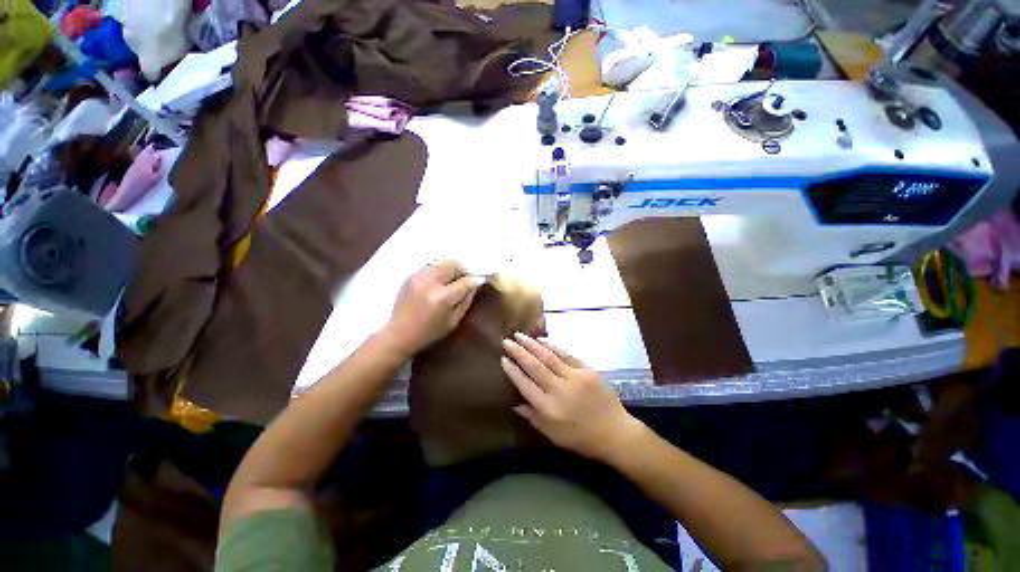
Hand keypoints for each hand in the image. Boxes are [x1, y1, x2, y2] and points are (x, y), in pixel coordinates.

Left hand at [382, 260, 481, 357]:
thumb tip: (475, 286)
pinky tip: (439, 281)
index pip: (465, 281)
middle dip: (463, 270)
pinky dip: (439, 270)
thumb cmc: (429, 332)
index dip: (475, 280)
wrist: (399, 333)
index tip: (480, 280)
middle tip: (466, 278)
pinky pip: (431, 266)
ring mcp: (419, 277)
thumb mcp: (453, 321)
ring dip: (451, 269)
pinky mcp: (411, 276)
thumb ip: (466, 301)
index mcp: (442, 297)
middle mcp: (430, 282)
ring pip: (442, 262)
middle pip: (453, 264)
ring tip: (453, 279)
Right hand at [501, 333, 643, 461]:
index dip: (512, 370)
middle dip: (518, 352)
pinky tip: (541, 339)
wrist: (615, 432)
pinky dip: (552, 345)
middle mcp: (559, 390)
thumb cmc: (581, 438)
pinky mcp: (587, 370)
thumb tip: (514, 403)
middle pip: (534, 366)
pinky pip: (566, 354)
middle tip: (506, 341)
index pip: (525, 385)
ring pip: (548, 356)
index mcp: (548, 409)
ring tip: (519, 335)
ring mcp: (574, 377)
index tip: (502, 359)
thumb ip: (532, 417)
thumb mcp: (553, 435)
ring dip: (532, 344)